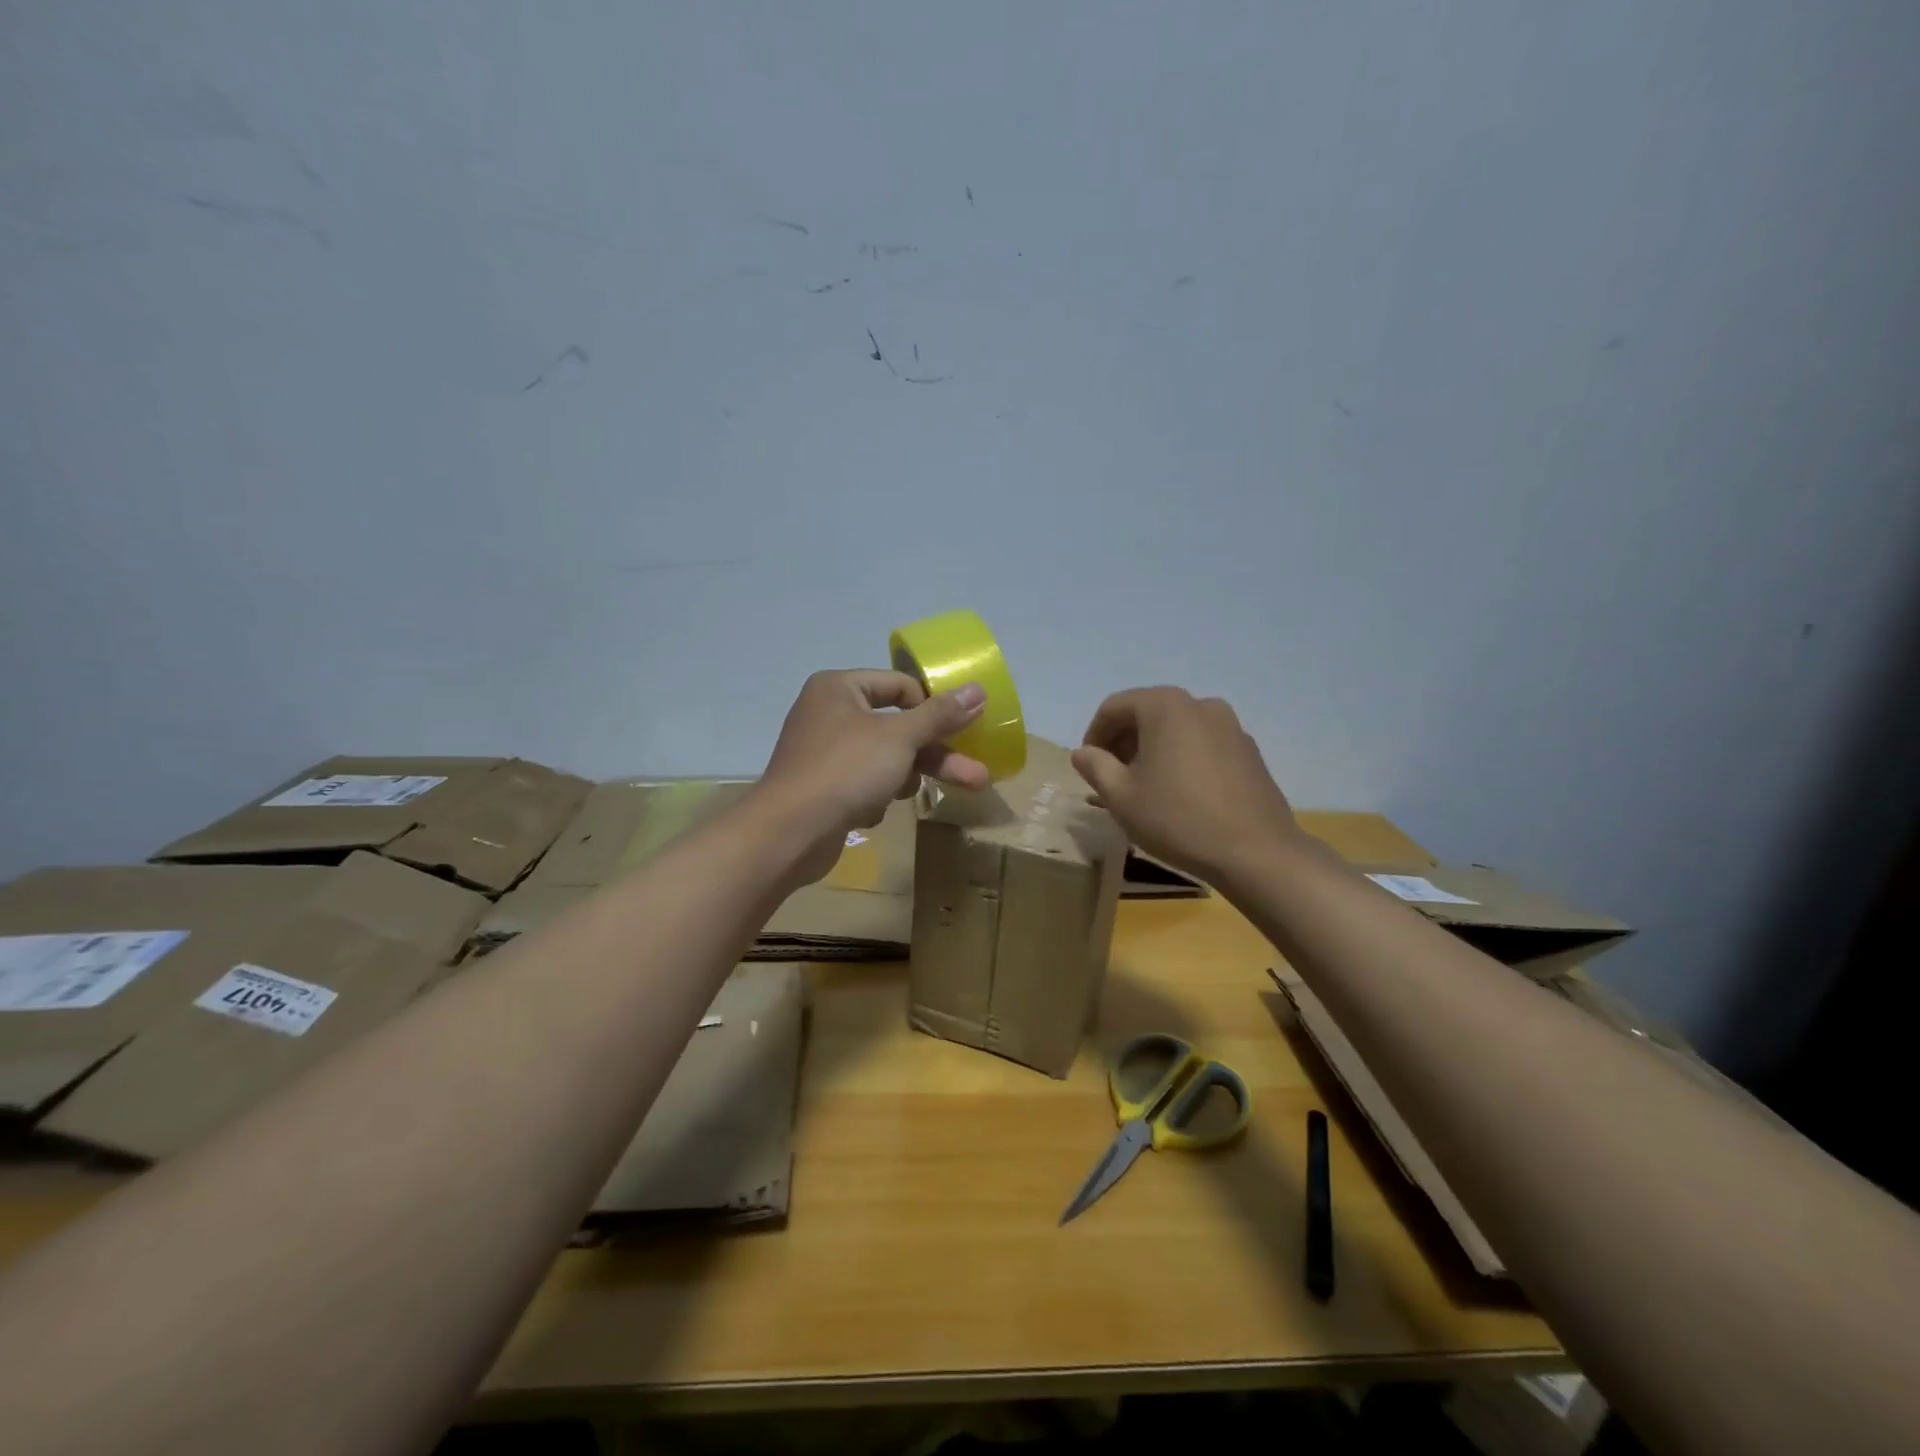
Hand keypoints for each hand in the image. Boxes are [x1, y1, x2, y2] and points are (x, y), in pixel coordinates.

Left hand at [757, 669, 989, 884]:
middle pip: (897, 728)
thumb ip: (940, 715)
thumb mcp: (900, 738)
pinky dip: (874, 797)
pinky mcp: (822, 788)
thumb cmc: (845, 770)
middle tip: (976, 775)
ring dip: (903, 778)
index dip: (932, 707)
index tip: (961, 731)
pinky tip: (869, 813)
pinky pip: (863, 784)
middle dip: (936, 754)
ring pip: (884, 759)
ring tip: (912, 798)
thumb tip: (978, 689)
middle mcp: (828, 713)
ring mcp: (823, 753)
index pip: (900, 685)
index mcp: (839, 688)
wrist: (789, 833)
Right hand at [1071, 686, 1301, 885]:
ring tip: (1143, 788)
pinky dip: (1181, 759)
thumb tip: (1082, 753)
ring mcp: (1230, 726)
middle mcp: (1200, 704)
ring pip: (1176, 730)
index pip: (1115, 707)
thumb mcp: (1121, 796)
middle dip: (1123, 742)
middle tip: (1110, 778)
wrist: (1255, 852)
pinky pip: (1202, 745)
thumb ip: (1095, 767)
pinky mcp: (1249, 751)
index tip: (1087, 767)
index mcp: (1165, 706)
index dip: (1094, 735)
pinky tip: (1178, 794)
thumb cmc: (1177, 818)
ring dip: (1152, 751)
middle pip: (1147, 713)